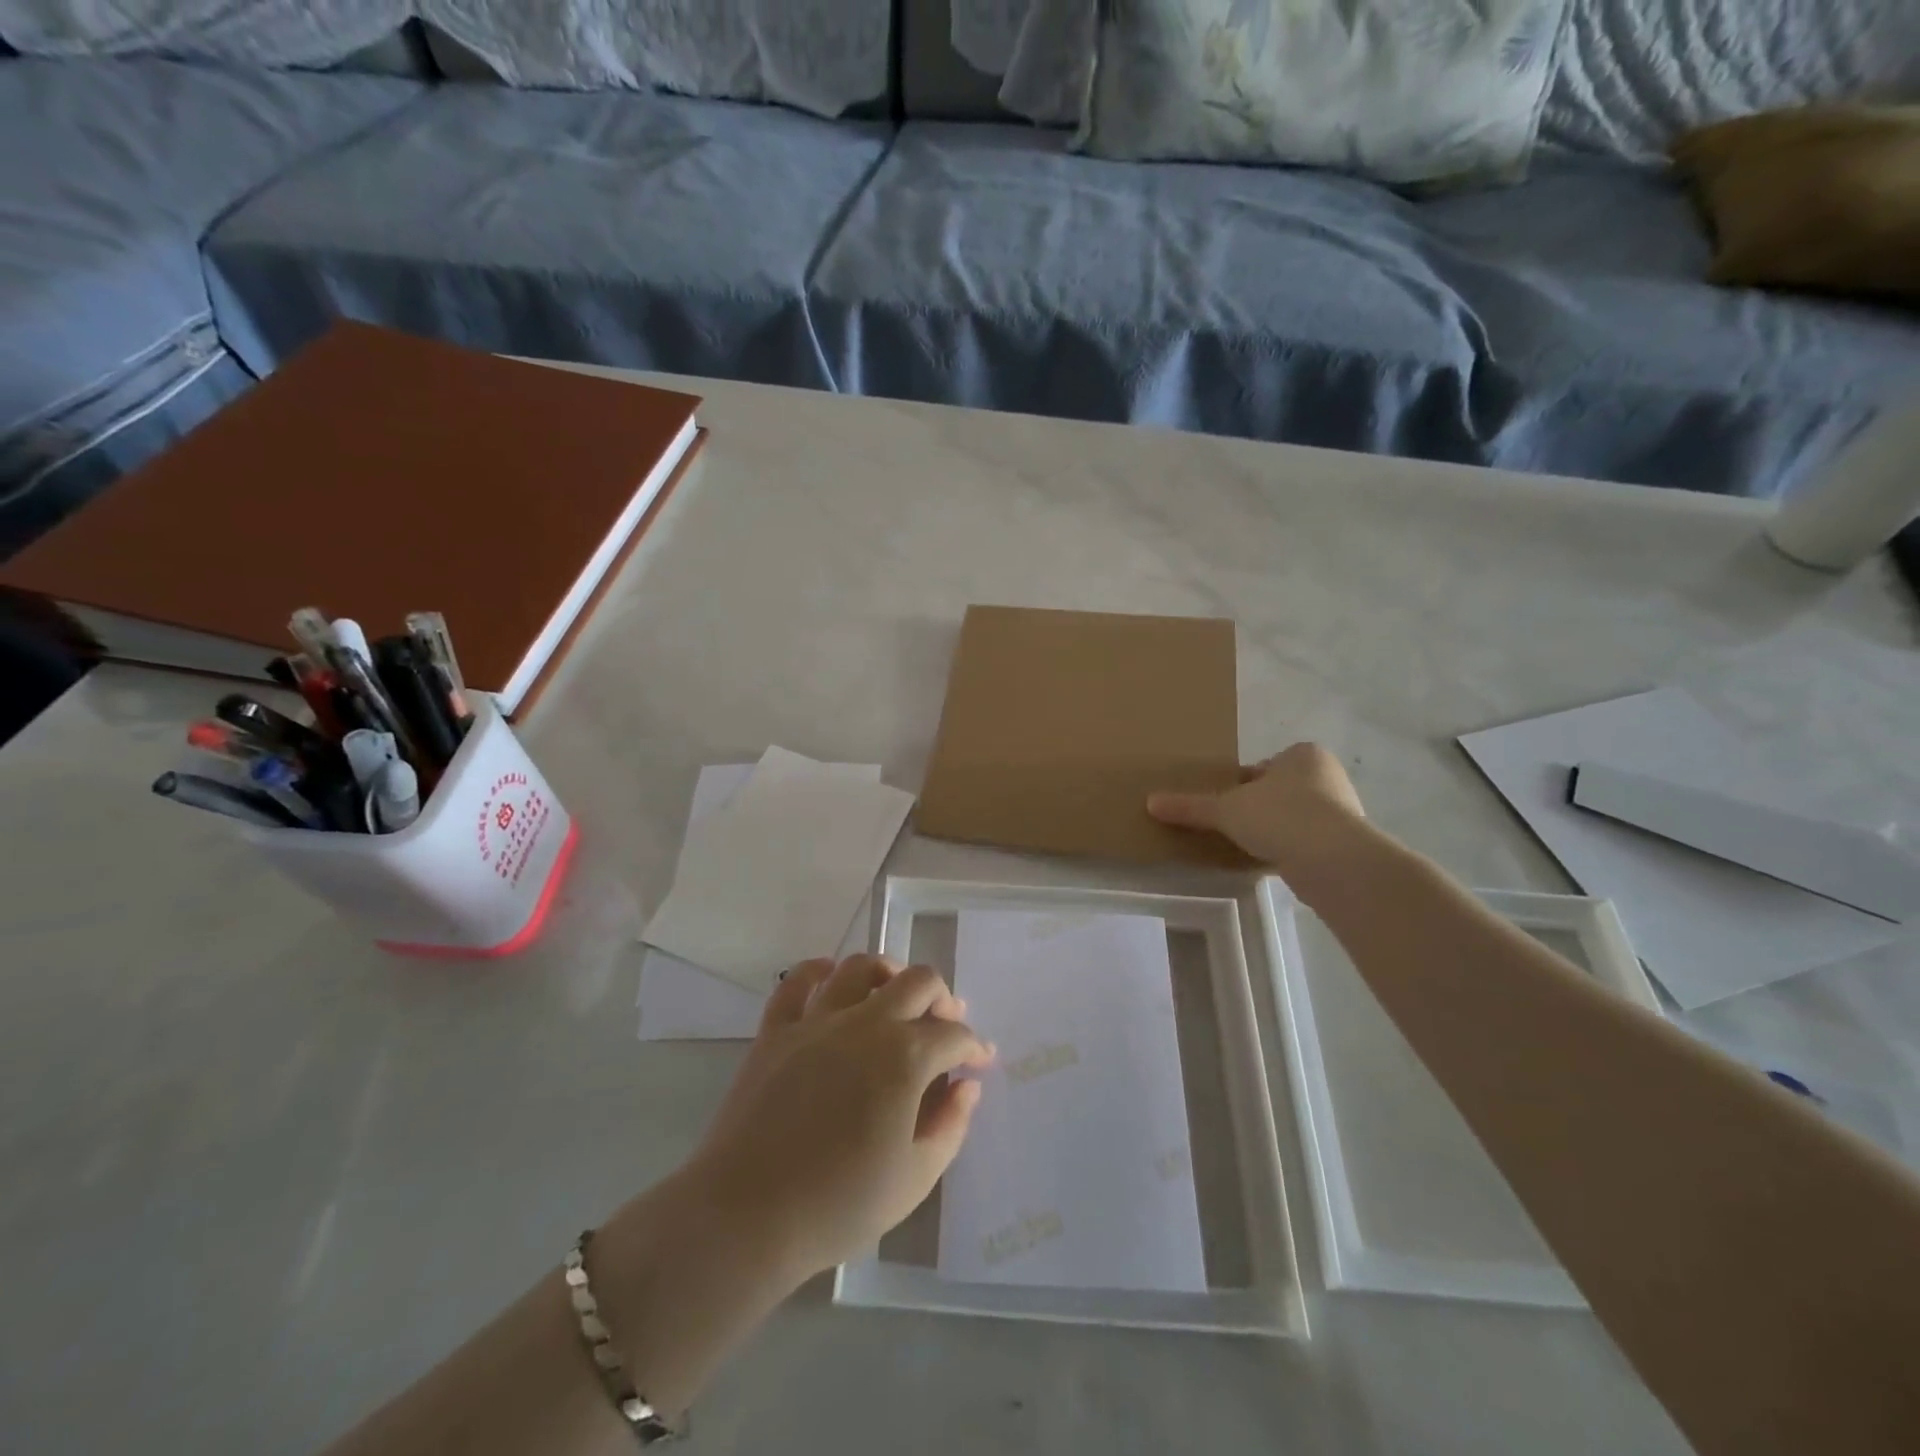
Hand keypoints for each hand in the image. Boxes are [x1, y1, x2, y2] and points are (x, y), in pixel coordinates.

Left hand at [683, 955, 994, 1282]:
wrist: (746, 1215)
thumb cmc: (839, 1204)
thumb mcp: (915, 1178)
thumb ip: (950, 1124)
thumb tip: (966, 1086)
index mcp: (905, 1057)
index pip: (953, 1036)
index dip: (973, 1047)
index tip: (979, 1063)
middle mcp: (865, 1023)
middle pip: (917, 981)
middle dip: (941, 998)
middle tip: (944, 1024)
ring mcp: (816, 1021)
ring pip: (860, 968)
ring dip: (888, 973)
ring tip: (894, 994)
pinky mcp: (775, 1031)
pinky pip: (795, 983)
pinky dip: (817, 971)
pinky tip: (830, 976)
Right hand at [1147, 742, 1365, 875]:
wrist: (1332, 859)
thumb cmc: (1280, 816)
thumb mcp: (1226, 810)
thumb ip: (1191, 807)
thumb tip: (1150, 803)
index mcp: (1303, 755)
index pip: (1263, 767)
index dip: (1242, 785)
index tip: (1226, 805)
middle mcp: (1328, 776)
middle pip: (1281, 791)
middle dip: (1261, 807)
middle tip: (1235, 826)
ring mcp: (1344, 810)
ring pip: (1297, 817)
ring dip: (1278, 830)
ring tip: (1252, 847)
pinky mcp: (1349, 843)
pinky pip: (1311, 842)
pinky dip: (1293, 850)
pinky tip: (1275, 863)